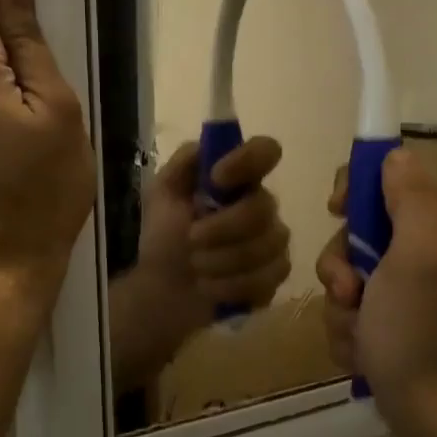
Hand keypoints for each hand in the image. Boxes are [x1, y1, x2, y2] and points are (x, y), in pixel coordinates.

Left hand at [111, 137, 290, 391]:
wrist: (162, 290)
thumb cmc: (164, 237)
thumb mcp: (162, 194)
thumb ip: (184, 163)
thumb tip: (207, 146)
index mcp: (238, 180)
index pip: (266, 152)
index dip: (248, 161)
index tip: (217, 178)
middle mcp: (262, 206)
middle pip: (263, 207)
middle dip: (222, 228)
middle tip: (191, 239)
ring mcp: (273, 243)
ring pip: (265, 246)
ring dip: (221, 260)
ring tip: (196, 268)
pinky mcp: (274, 277)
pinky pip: (265, 278)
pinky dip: (230, 286)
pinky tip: (210, 288)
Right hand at [316, 148, 436, 433]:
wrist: (429, 407)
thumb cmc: (419, 327)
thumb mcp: (419, 251)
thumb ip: (409, 197)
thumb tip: (394, 155)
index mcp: (434, 223)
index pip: (385, 177)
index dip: (354, 188)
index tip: (337, 210)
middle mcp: (418, 250)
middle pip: (353, 230)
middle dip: (341, 264)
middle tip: (352, 289)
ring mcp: (399, 289)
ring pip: (343, 274)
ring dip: (341, 306)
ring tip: (360, 332)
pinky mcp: (384, 322)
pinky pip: (345, 310)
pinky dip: (347, 332)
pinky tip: (363, 352)